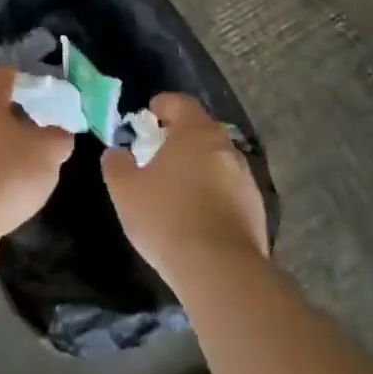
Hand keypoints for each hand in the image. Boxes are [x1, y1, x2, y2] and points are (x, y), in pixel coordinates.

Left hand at [0, 67, 74, 241]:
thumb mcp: (47, 153)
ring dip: (5, 151)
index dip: (26, 79)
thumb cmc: (4, 173)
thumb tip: (60, 134)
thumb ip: (59, 138)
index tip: (45, 90)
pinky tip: (9, 195)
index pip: (4, 76)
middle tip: (44, 132)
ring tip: (31, 168)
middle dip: (18, 119)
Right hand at [103, 93, 267, 286]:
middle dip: (181, 137)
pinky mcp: (256, 210)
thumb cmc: (167, 218)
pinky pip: (230, 190)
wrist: (220, 270)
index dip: (165, 104)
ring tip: (178, 186)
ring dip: (199, 166)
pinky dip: (214, 194)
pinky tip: (199, 215)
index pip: (182, 103)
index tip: (151, 111)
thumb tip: (116, 153)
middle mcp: (225, 148)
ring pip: (218, 161)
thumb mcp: (125, 191)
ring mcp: (245, 179)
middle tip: (160, 150)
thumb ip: (116, 165)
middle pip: (202, 131)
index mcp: (195, 133)